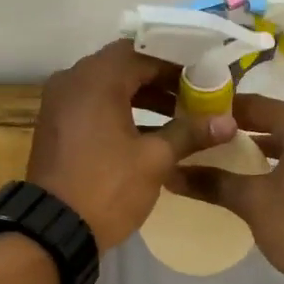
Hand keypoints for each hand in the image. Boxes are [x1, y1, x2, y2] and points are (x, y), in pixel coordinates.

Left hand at [29, 40, 236, 249]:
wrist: (54, 230)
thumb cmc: (107, 187)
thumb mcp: (154, 159)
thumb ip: (190, 132)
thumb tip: (229, 122)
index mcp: (95, 78)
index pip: (142, 54)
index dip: (176, 65)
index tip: (204, 79)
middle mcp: (72, 81)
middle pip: (124, 68)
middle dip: (161, 81)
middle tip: (195, 97)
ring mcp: (59, 104)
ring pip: (108, 88)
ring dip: (142, 98)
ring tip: (179, 117)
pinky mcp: (56, 126)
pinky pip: (93, 106)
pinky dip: (120, 112)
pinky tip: (149, 133)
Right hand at [169, 93, 283, 283]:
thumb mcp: (252, 201)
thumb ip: (213, 182)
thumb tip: (170, 173)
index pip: (255, 105)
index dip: (221, 110)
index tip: (189, 116)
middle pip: (272, 121)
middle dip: (236, 130)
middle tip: (199, 138)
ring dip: (255, 149)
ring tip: (217, 158)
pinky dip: (274, 166)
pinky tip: (249, 182)